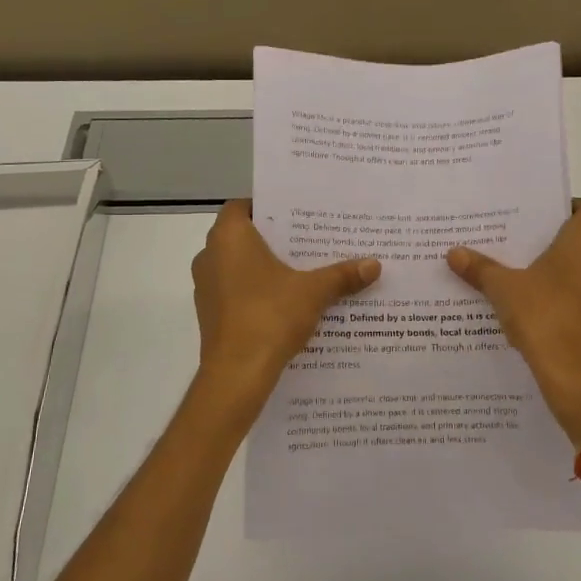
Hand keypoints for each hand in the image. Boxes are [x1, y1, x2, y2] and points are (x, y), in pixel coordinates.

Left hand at [192, 200, 380, 400]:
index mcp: (229, 237)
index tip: (296, 216)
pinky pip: (234, 291)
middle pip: (243, 237)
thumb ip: (342, 275)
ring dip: (264, 268)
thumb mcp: (314, 292)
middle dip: (274, 240)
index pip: (243, 206)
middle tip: (308, 241)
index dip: (268, 208)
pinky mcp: (209, 314)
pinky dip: (256, 291)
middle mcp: (210, 255)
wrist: (237, 374)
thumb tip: (374, 264)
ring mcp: (205, 287)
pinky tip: (285, 302)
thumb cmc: (270, 316)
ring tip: (302, 271)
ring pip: (238, 266)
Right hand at [447, 198, 580, 443]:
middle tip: (527, 245)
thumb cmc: (544, 315)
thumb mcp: (503, 289)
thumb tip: (453, 252)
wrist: (575, 374)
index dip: (573, 207)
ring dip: (568, 271)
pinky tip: (541, 309)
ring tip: (530, 277)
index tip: (545, 217)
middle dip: (562, 241)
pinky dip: (571, 297)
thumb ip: (480, 268)